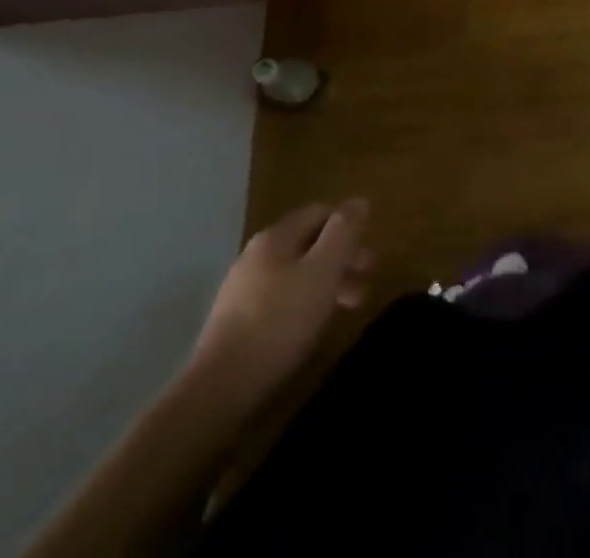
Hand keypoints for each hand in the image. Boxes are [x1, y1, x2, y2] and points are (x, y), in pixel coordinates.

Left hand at [187, 198, 373, 409]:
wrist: (218, 389)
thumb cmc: (279, 321)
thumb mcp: (322, 271)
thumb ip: (343, 232)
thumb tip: (359, 201)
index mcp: (276, 237)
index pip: (320, 213)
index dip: (349, 225)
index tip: (370, 250)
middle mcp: (256, 255)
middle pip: (309, 243)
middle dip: (342, 257)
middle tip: (367, 278)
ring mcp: (243, 290)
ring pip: (297, 273)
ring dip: (328, 282)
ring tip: (351, 306)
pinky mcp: (236, 323)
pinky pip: (282, 298)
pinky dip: (306, 303)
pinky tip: (315, 325)